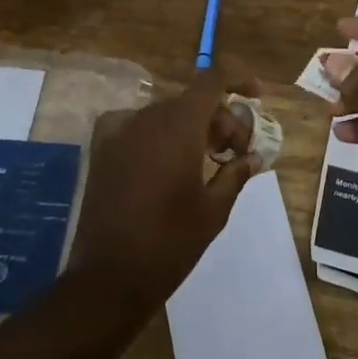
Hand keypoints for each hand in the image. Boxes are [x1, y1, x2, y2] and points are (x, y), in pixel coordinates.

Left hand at [70, 65, 263, 310]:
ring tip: (206, 160)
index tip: (256, 96)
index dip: (237, 81)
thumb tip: (254, 157)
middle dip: (219, 120)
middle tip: (235, 152)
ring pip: (166, 113)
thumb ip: (236, 173)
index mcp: (179, 126)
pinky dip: (156, 132)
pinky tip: (164, 158)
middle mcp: (147, 118)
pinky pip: (135, 125)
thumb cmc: (170, 243)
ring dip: (191, 127)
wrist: (109, 277)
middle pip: (192, 101)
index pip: (212, 82)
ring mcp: (119, 132)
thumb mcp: (214, 209)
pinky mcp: (101, 149)